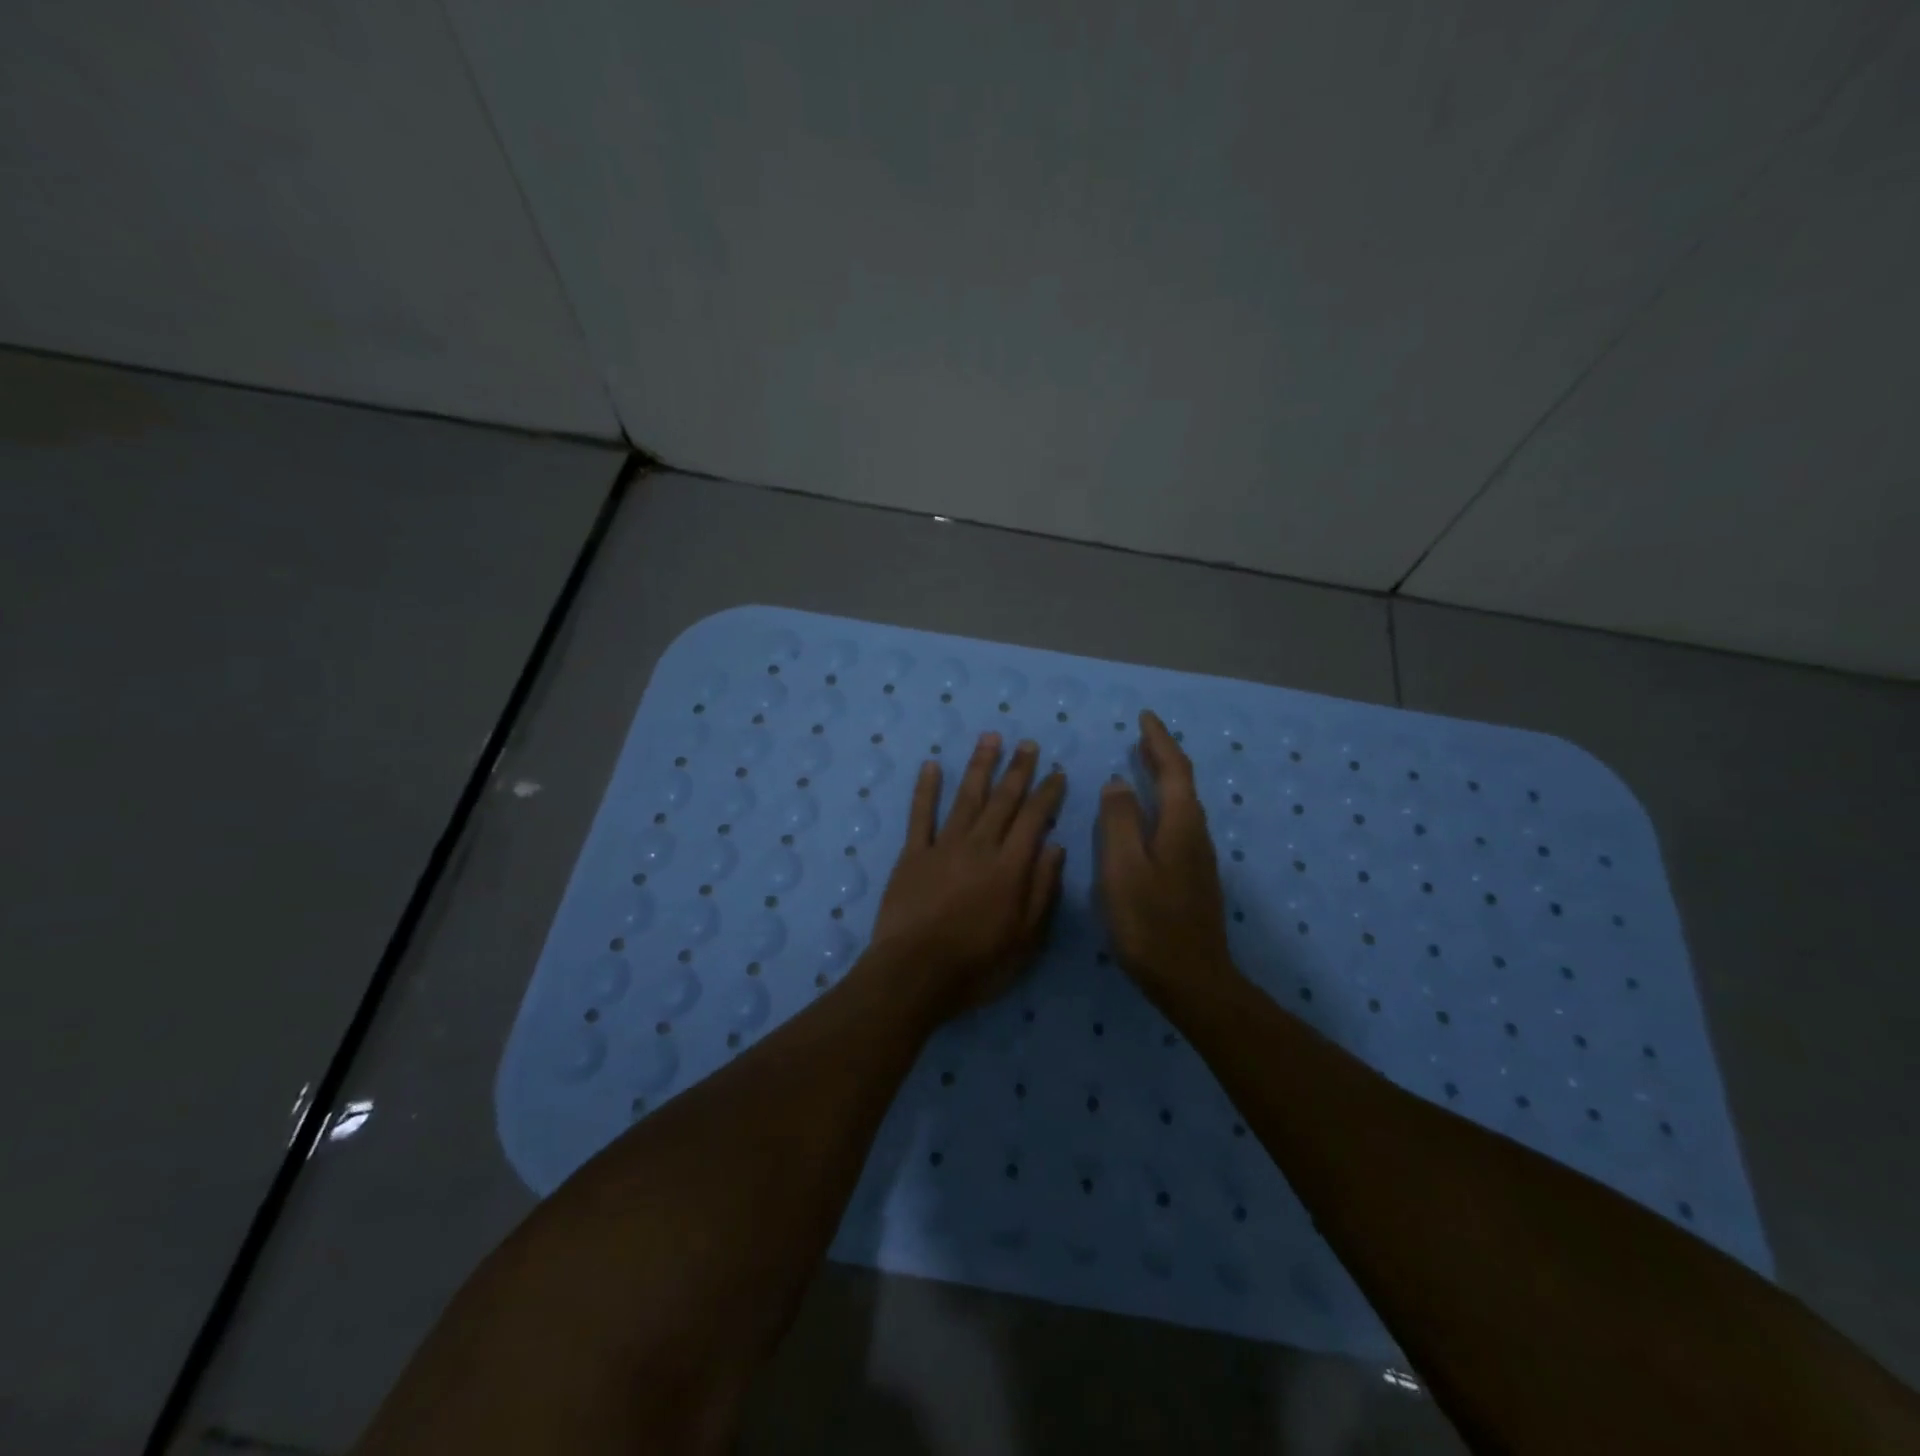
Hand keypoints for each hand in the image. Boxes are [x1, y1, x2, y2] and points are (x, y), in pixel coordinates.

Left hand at [868, 733, 1067, 1021]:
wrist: (914, 974)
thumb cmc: (976, 965)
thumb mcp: (1025, 939)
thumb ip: (1041, 890)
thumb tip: (1056, 847)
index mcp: (1010, 867)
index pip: (1034, 819)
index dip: (1047, 793)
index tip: (1056, 772)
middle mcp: (980, 847)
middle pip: (1002, 800)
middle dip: (1018, 770)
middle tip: (1028, 744)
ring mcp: (943, 846)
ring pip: (966, 797)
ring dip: (979, 766)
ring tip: (991, 738)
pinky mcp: (913, 854)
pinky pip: (921, 815)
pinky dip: (926, 789)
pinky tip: (932, 765)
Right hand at [1096, 710, 1237, 1004]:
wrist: (1192, 979)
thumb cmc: (1150, 922)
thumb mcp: (1123, 868)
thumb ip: (1119, 821)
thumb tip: (1119, 782)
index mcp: (1180, 825)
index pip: (1173, 770)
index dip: (1159, 741)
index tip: (1145, 717)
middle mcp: (1195, 835)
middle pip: (1182, 784)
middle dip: (1162, 756)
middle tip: (1141, 737)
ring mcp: (1198, 858)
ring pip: (1181, 805)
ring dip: (1163, 780)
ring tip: (1140, 768)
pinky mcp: (1193, 877)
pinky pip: (1177, 824)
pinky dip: (1161, 805)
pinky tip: (1146, 818)